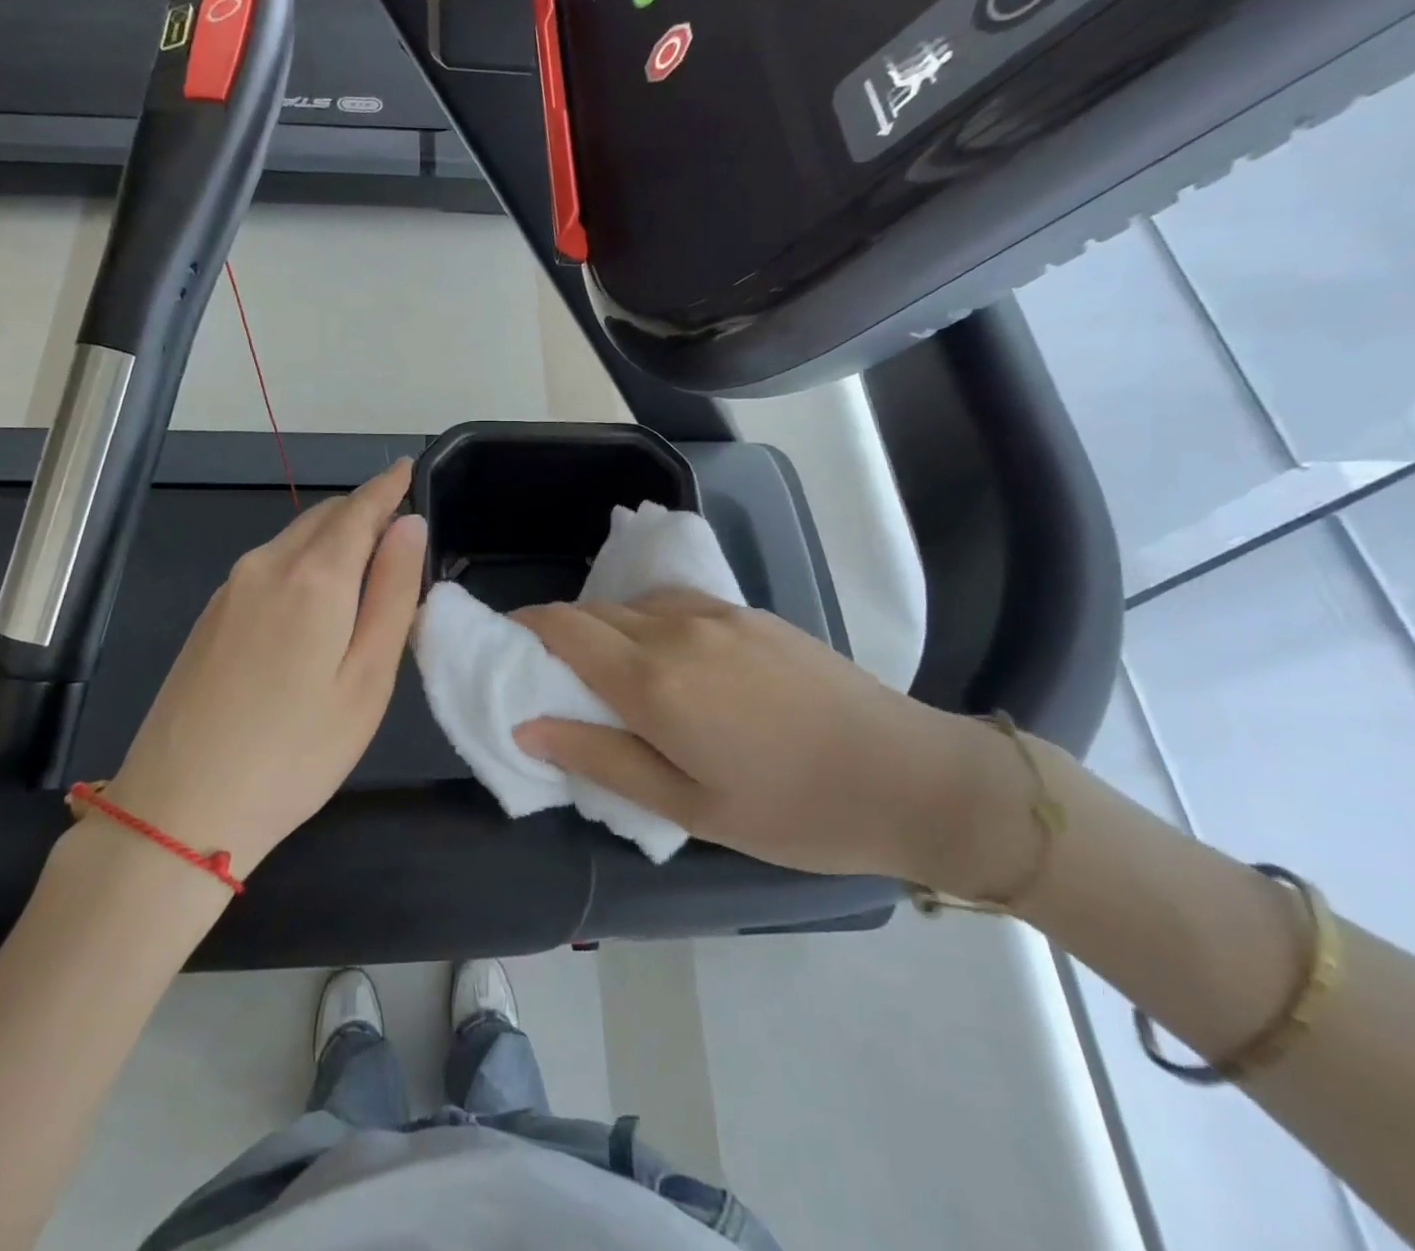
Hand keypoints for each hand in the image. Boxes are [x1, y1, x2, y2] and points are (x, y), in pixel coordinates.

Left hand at [105, 459, 425, 872]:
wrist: (180, 810)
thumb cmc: (296, 751)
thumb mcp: (368, 677)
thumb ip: (392, 592)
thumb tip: (408, 525)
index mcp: (314, 576)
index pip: (360, 508)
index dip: (389, 486)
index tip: (409, 467)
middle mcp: (266, 566)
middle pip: (325, 517)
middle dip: (365, 513)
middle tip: (401, 543)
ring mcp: (230, 589)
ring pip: (294, 540)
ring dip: (334, 541)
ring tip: (367, 580)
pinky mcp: (210, 616)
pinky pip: (269, 567)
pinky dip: (304, 565)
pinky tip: (316, 610)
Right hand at [512, 589, 1010, 886]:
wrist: (908, 776)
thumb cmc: (790, 809)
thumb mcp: (686, 807)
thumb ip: (600, 759)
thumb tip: (527, 727)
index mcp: (654, 680)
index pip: (563, 627)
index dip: (525, 627)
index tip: (507, 647)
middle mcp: (677, 630)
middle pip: (594, 611)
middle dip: (563, 634)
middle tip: (559, 680)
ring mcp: (718, 614)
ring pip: (635, 605)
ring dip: (608, 629)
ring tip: (616, 677)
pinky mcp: (751, 612)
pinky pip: (677, 605)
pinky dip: (649, 623)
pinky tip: (672, 664)